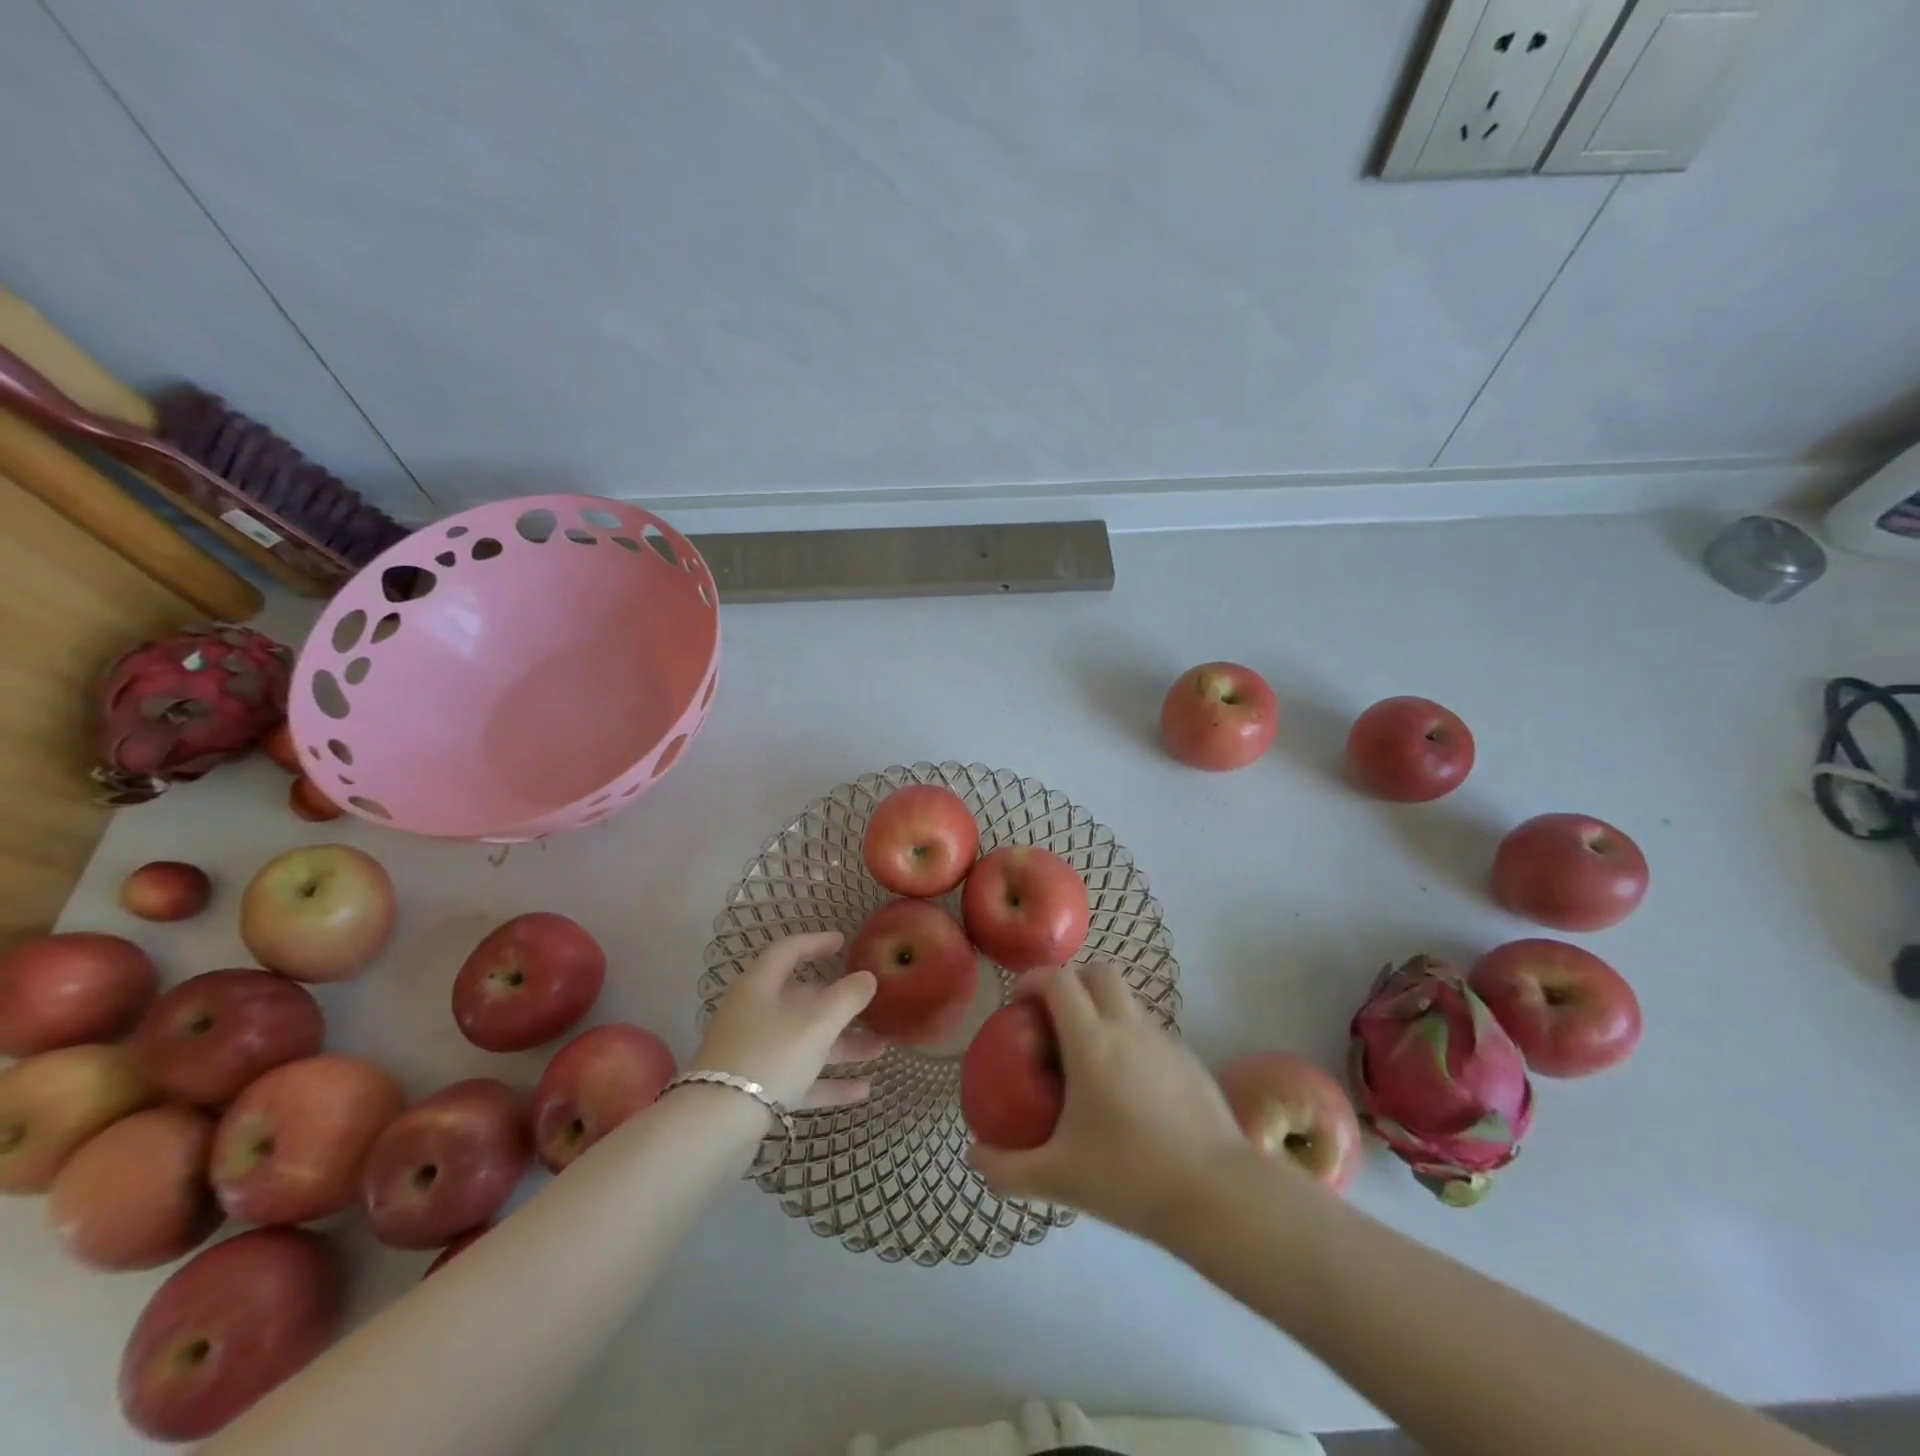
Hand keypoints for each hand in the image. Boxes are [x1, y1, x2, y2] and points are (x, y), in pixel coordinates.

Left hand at [692, 931, 882, 1109]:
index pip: (788, 951)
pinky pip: (799, 1077)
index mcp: (760, 986)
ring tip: (881, 1048)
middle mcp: (754, 1014)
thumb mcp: (816, 1023)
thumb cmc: (769, 1056)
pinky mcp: (756, 1089)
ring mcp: (754, 1053)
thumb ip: (847, 998)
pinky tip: (863, 1090)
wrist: (716, 1127)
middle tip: (872, 1004)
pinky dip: (828, 1080)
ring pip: (804, 1041)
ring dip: (842, 1045)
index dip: (816, 943)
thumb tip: (867, 977)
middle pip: (801, 1000)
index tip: (843, 943)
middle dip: (840, 1004)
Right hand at [969, 963, 1252, 1242]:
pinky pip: (1151, 1032)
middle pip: (1100, 972)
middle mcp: (1129, 1028)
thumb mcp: (1059, 1178)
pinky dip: (1131, 1040)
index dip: (1034, 980)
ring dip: (1104, 1011)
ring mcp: (1164, 1041)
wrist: (1218, 1195)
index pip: (1059, 981)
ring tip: (1091, 1058)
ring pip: (1129, 1001)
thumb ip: (1007, 1169)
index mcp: (1092, 1042)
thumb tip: (972, 1157)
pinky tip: (1130, 1089)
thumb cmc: (1130, 1178)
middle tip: (1056, 1019)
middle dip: (1073, 982)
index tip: (1019, 1002)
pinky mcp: (1190, 1060)